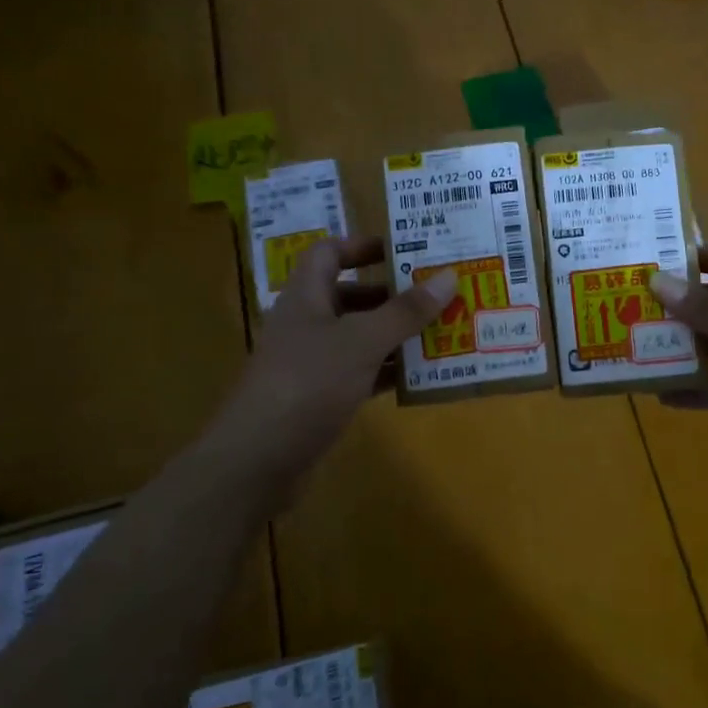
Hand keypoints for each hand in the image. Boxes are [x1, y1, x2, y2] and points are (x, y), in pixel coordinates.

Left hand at [205, 236, 456, 484]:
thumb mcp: (362, 342)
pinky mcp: (321, 398)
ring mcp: (312, 363)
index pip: (328, 253)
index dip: (362, 246)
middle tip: (438, 294)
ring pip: (360, 337)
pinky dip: (389, 370)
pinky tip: (422, 375)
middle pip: (351, 296)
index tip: (404, 251)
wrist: (258, 461)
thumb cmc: (308, 384)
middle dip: (393, 294)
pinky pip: (362, 373)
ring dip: (397, 334)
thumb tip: (449, 276)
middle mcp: (307, 324)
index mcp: (306, 297)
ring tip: (443, 331)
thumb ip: (405, 311)